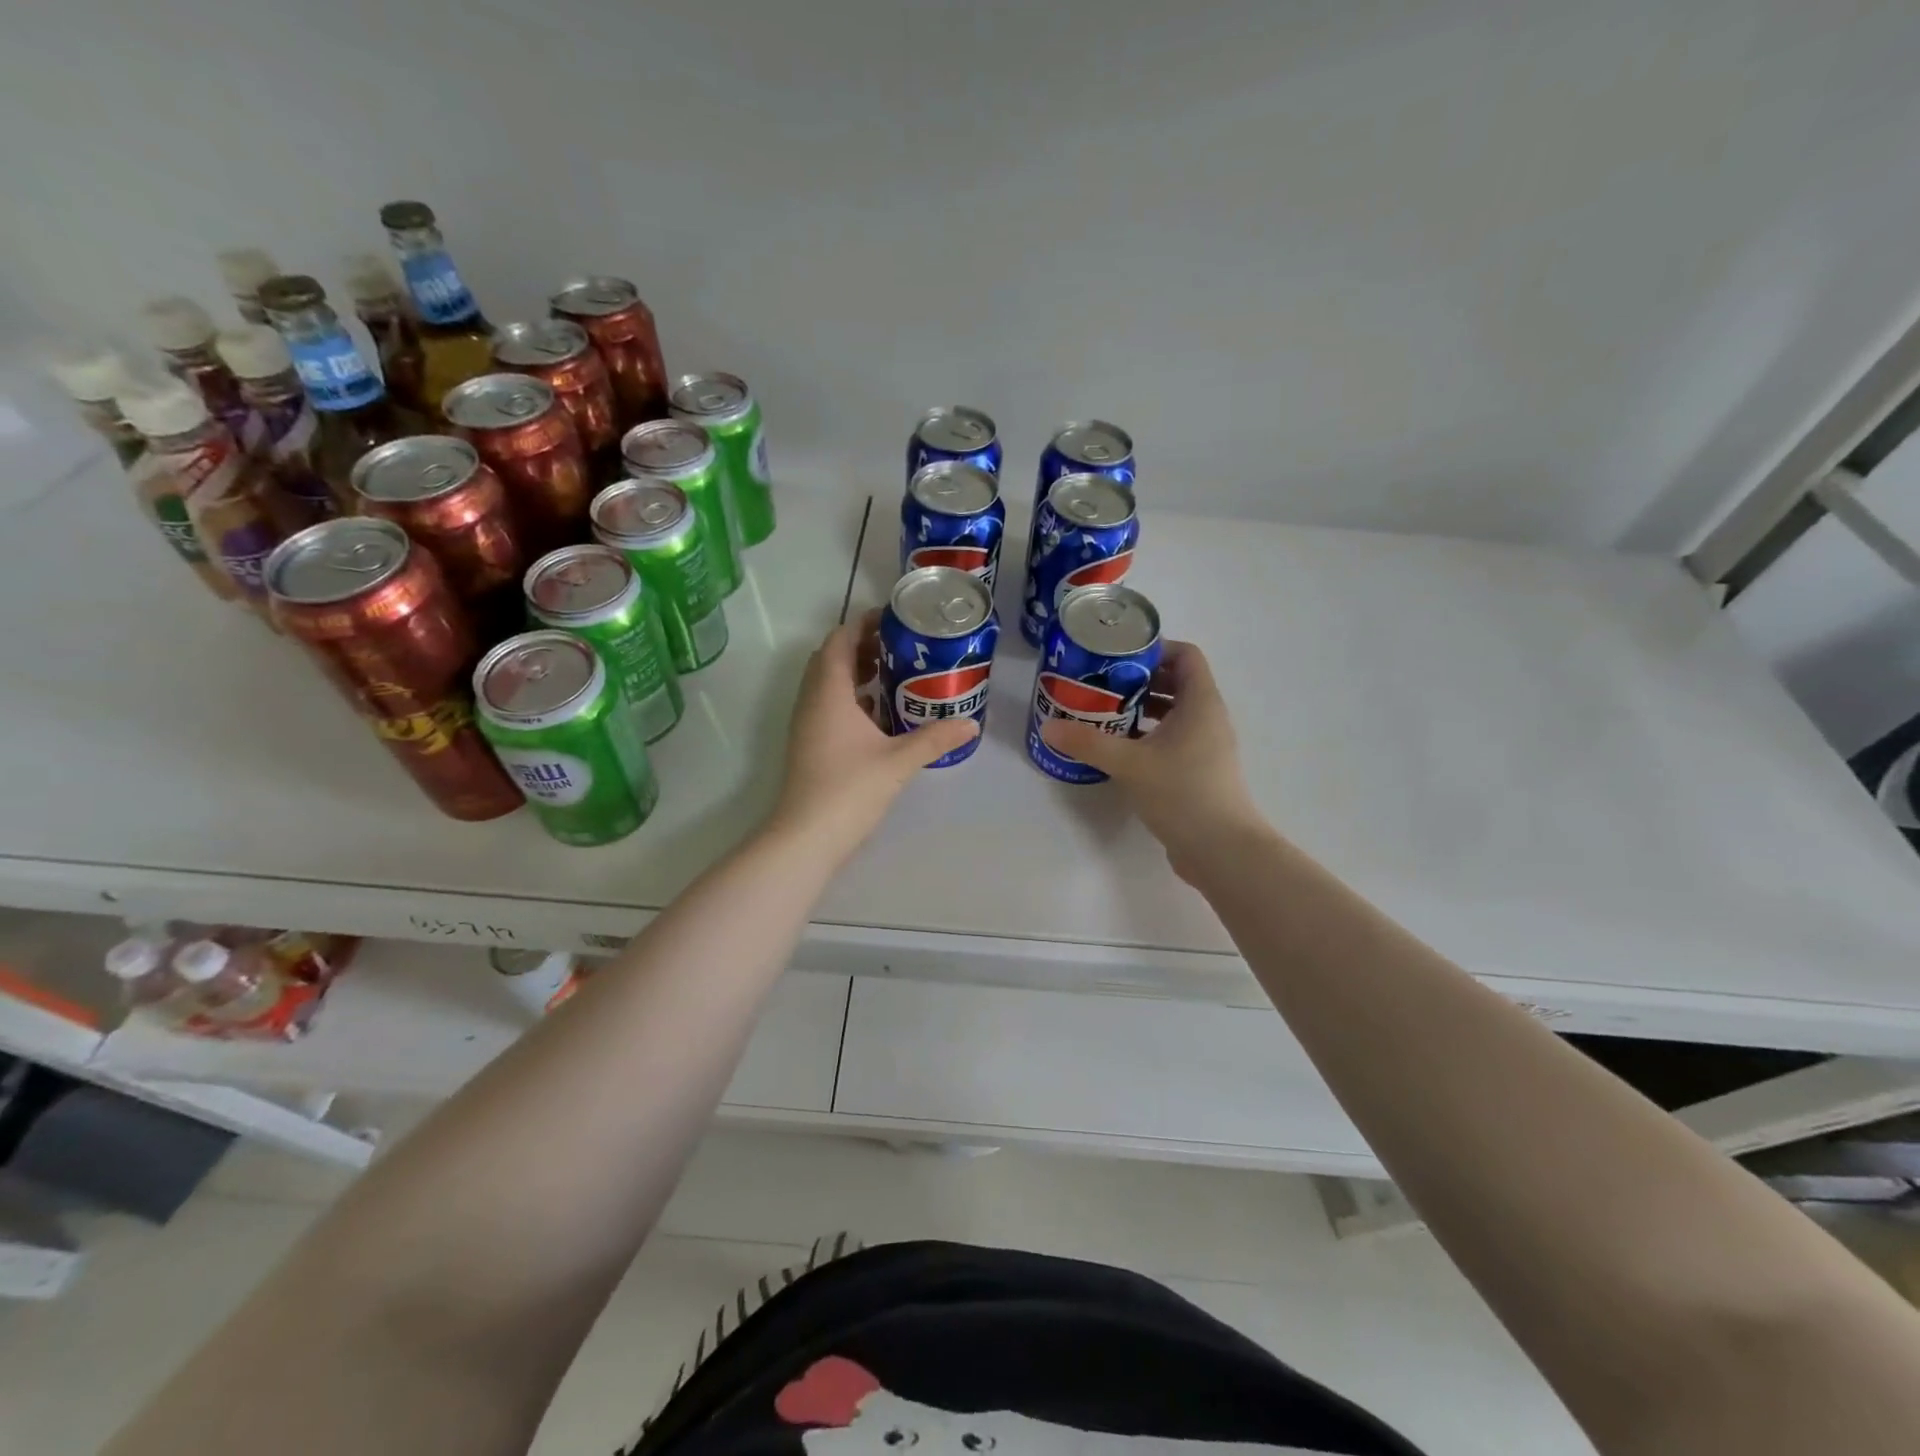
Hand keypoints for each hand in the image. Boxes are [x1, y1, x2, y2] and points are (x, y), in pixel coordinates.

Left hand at [769, 612, 978, 856]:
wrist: (806, 837)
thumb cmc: (850, 789)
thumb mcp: (899, 761)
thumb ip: (935, 738)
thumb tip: (971, 724)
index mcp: (829, 692)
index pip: (839, 641)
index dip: (862, 624)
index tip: (893, 619)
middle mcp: (811, 701)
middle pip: (831, 658)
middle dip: (861, 646)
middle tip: (899, 647)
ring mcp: (806, 725)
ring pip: (827, 684)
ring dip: (855, 673)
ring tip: (894, 674)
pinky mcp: (809, 745)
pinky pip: (828, 707)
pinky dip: (850, 699)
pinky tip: (879, 714)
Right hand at [1039, 640, 1266, 880]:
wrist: (1221, 849)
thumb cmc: (1181, 793)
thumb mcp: (1129, 764)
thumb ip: (1088, 742)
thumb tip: (1049, 727)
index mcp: (1201, 703)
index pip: (1185, 655)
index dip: (1154, 649)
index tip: (1117, 657)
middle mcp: (1208, 718)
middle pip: (1176, 682)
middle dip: (1138, 679)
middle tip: (1101, 684)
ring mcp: (1206, 745)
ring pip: (1173, 713)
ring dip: (1141, 708)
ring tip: (1104, 713)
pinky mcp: (1199, 770)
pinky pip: (1173, 738)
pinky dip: (1148, 735)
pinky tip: (1119, 748)